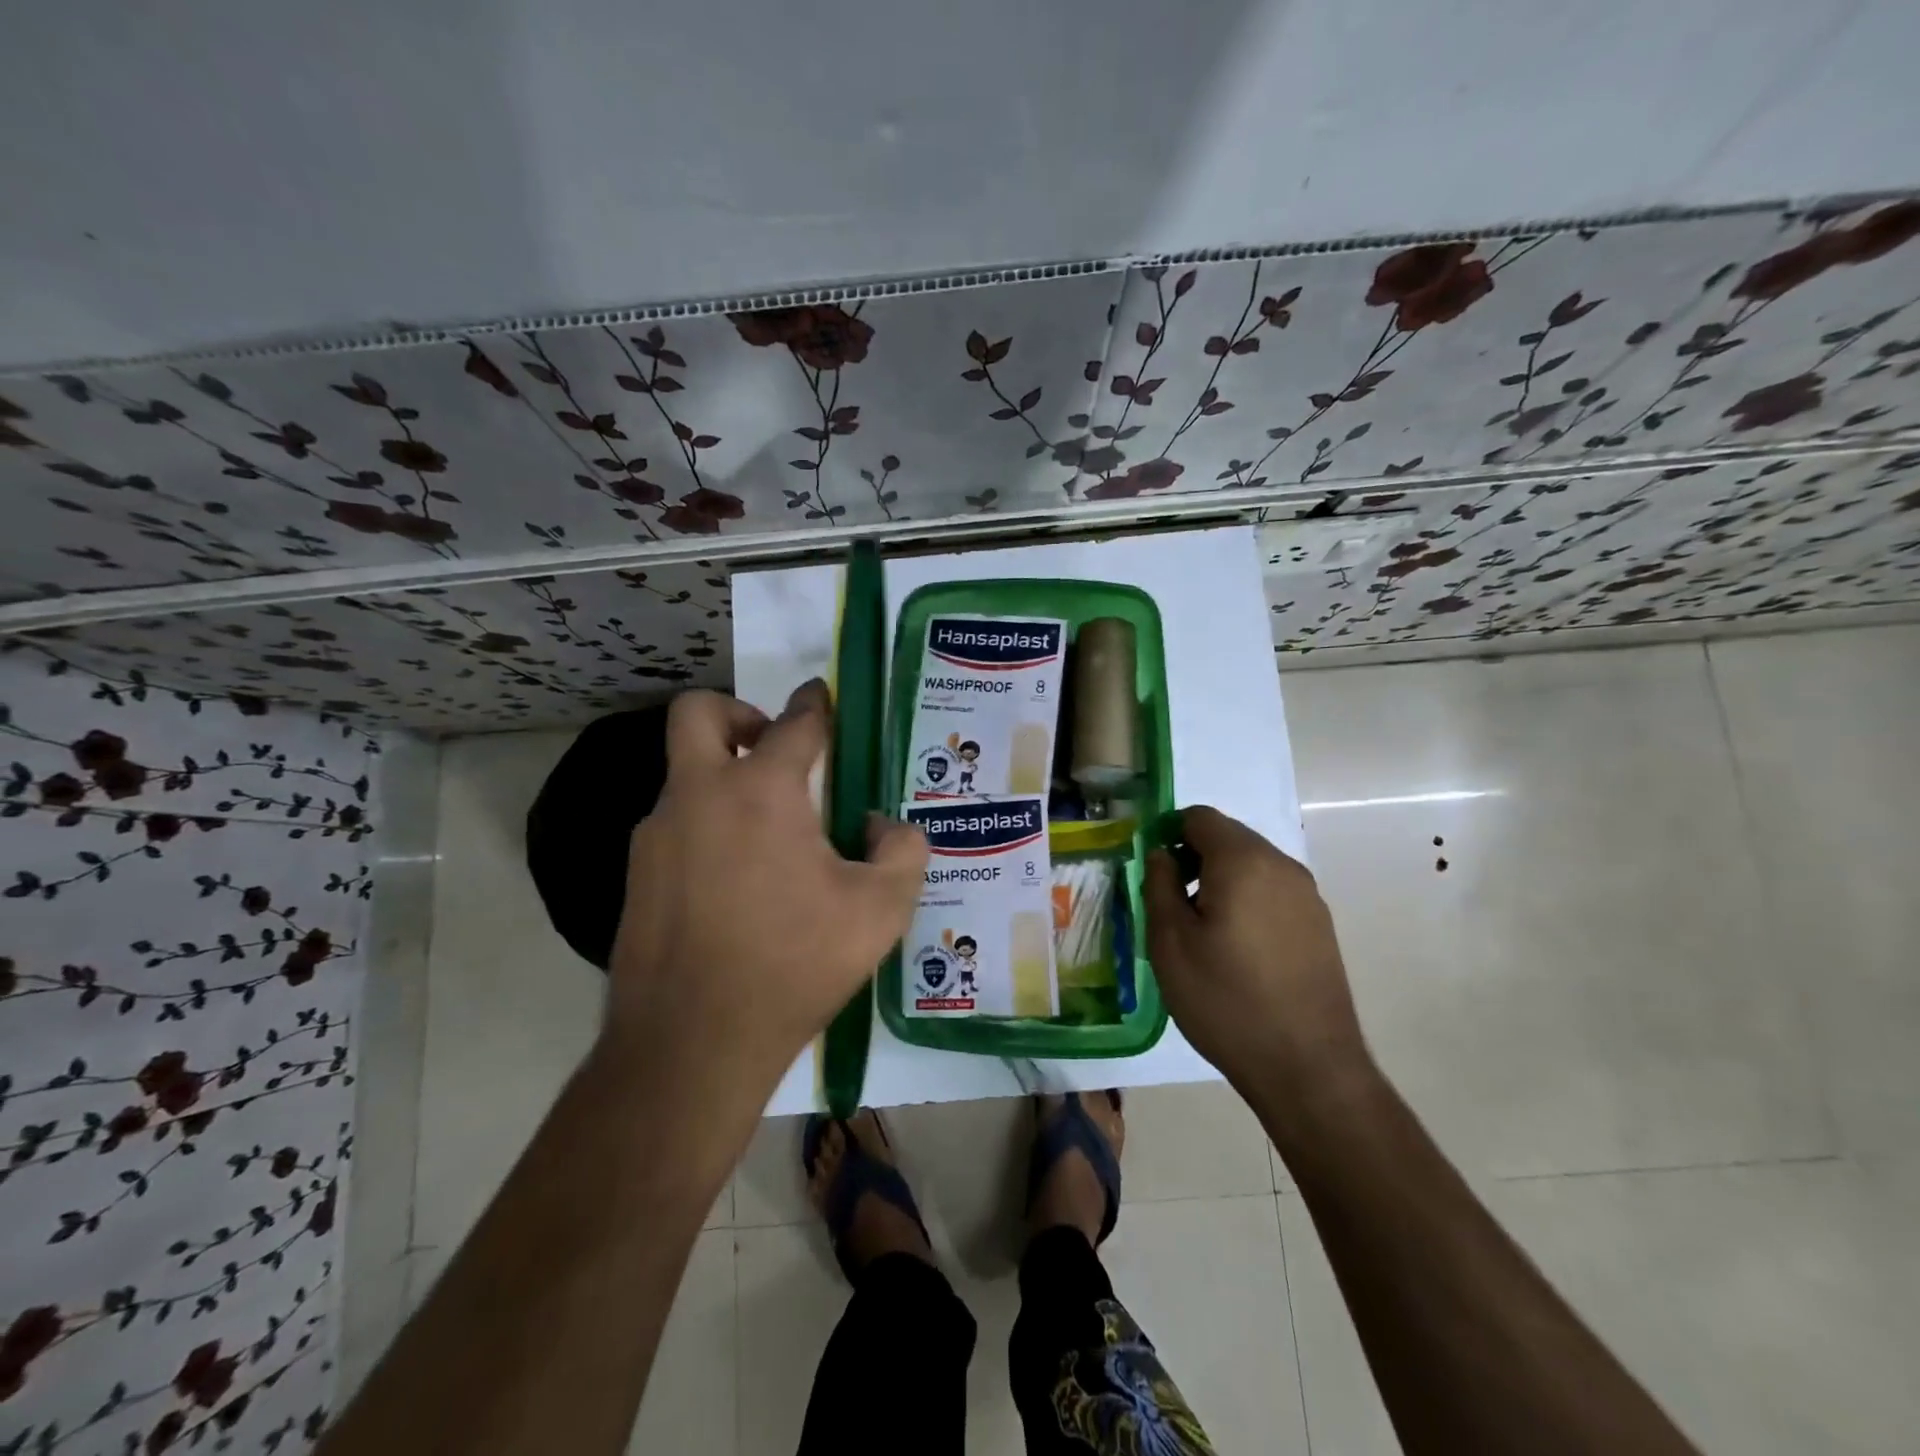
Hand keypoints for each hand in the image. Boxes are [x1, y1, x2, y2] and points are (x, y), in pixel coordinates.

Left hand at [604, 682, 926, 1096]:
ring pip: (687, 776)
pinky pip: (677, 828)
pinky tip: (738, 886)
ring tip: (771, 840)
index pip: (794, 722)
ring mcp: (657, 835)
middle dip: (737, 712)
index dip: (814, 703)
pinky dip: (708, 830)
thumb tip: (883, 826)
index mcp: (760, 790)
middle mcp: (699, 795)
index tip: (821, 695)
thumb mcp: (879, 910)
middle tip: (772, 748)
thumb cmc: (794, 964)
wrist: (692, 1044)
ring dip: (726, 781)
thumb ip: (902, 851)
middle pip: (698, 712)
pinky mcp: (636, 876)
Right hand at [1144, 806, 1370, 1112]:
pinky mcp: (1319, 924)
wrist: (1308, 1067)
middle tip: (1170, 903)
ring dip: (1220, 879)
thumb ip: (1159, 884)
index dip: (1168, 833)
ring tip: (1201, 929)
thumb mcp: (1170, 943)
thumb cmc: (1225, 1000)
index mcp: (1243, 861)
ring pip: (1251, 864)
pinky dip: (1247, 899)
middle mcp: (1281, 865)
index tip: (1152, 871)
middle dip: (1193, 857)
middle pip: (1228, 837)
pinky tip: (1236, 947)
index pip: (1199, 817)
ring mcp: (1307, 895)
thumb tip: (1160, 854)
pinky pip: (1272, 890)